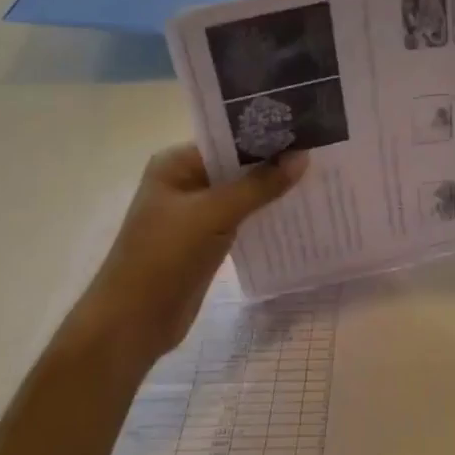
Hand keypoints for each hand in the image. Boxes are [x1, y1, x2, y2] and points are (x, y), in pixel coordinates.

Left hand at [68, 144, 305, 368]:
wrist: (132, 324)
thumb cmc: (164, 257)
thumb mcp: (214, 214)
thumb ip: (259, 185)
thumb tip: (303, 156)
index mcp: (176, 163)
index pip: (228, 138)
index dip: (266, 135)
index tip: (307, 130)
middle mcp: (185, 180)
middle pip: (237, 164)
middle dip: (274, 162)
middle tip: (321, 152)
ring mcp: (195, 212)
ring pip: (242, 192)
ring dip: (272, 189)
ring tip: (318, 177)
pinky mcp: (206, 239)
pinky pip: (242, 217)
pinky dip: (264, 214)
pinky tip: (296, 210)